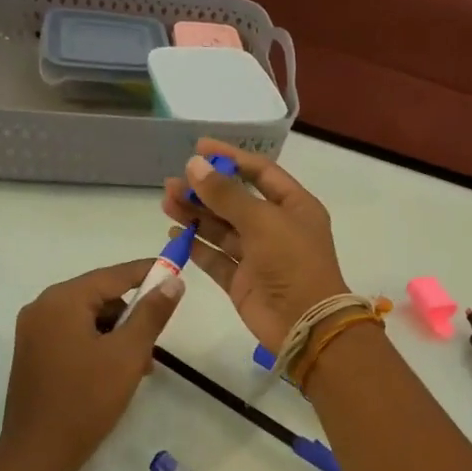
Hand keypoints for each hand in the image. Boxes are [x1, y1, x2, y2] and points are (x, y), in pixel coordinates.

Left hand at [0, 259, 184, 470]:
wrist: (39, 453)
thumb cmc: (87, 399)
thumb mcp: (128, 353)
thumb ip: (152, 313)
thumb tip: (173, 281)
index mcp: (62, 301)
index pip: (113, 275)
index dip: (147, 272)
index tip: (176, 270)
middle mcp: (42, 308)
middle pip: (99, 296)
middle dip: (132, 312)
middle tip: (157, 337)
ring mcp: (33, 333)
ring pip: (88, 318)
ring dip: (117, 333)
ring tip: (140, 364)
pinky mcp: (33, 355)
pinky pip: (73, 336)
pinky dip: (99, 345)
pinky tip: (116, 371)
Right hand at [161, 139, 349, 350]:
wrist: (304, 322)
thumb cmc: (292, 262)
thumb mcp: (262, 220)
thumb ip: (226, 194)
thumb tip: (195, 165)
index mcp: (294, 206)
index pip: (260, 172)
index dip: (231, 158)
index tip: (198, 148)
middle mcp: (276, 227)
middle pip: (236, 201)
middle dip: (205, 190)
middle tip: (173, 183)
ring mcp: (258, 256)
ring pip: (222, 228)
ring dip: (196, 214)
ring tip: (167, 201)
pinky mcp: (242, 281)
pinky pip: (216, 257)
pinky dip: (196, 245)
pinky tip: (175, 232)